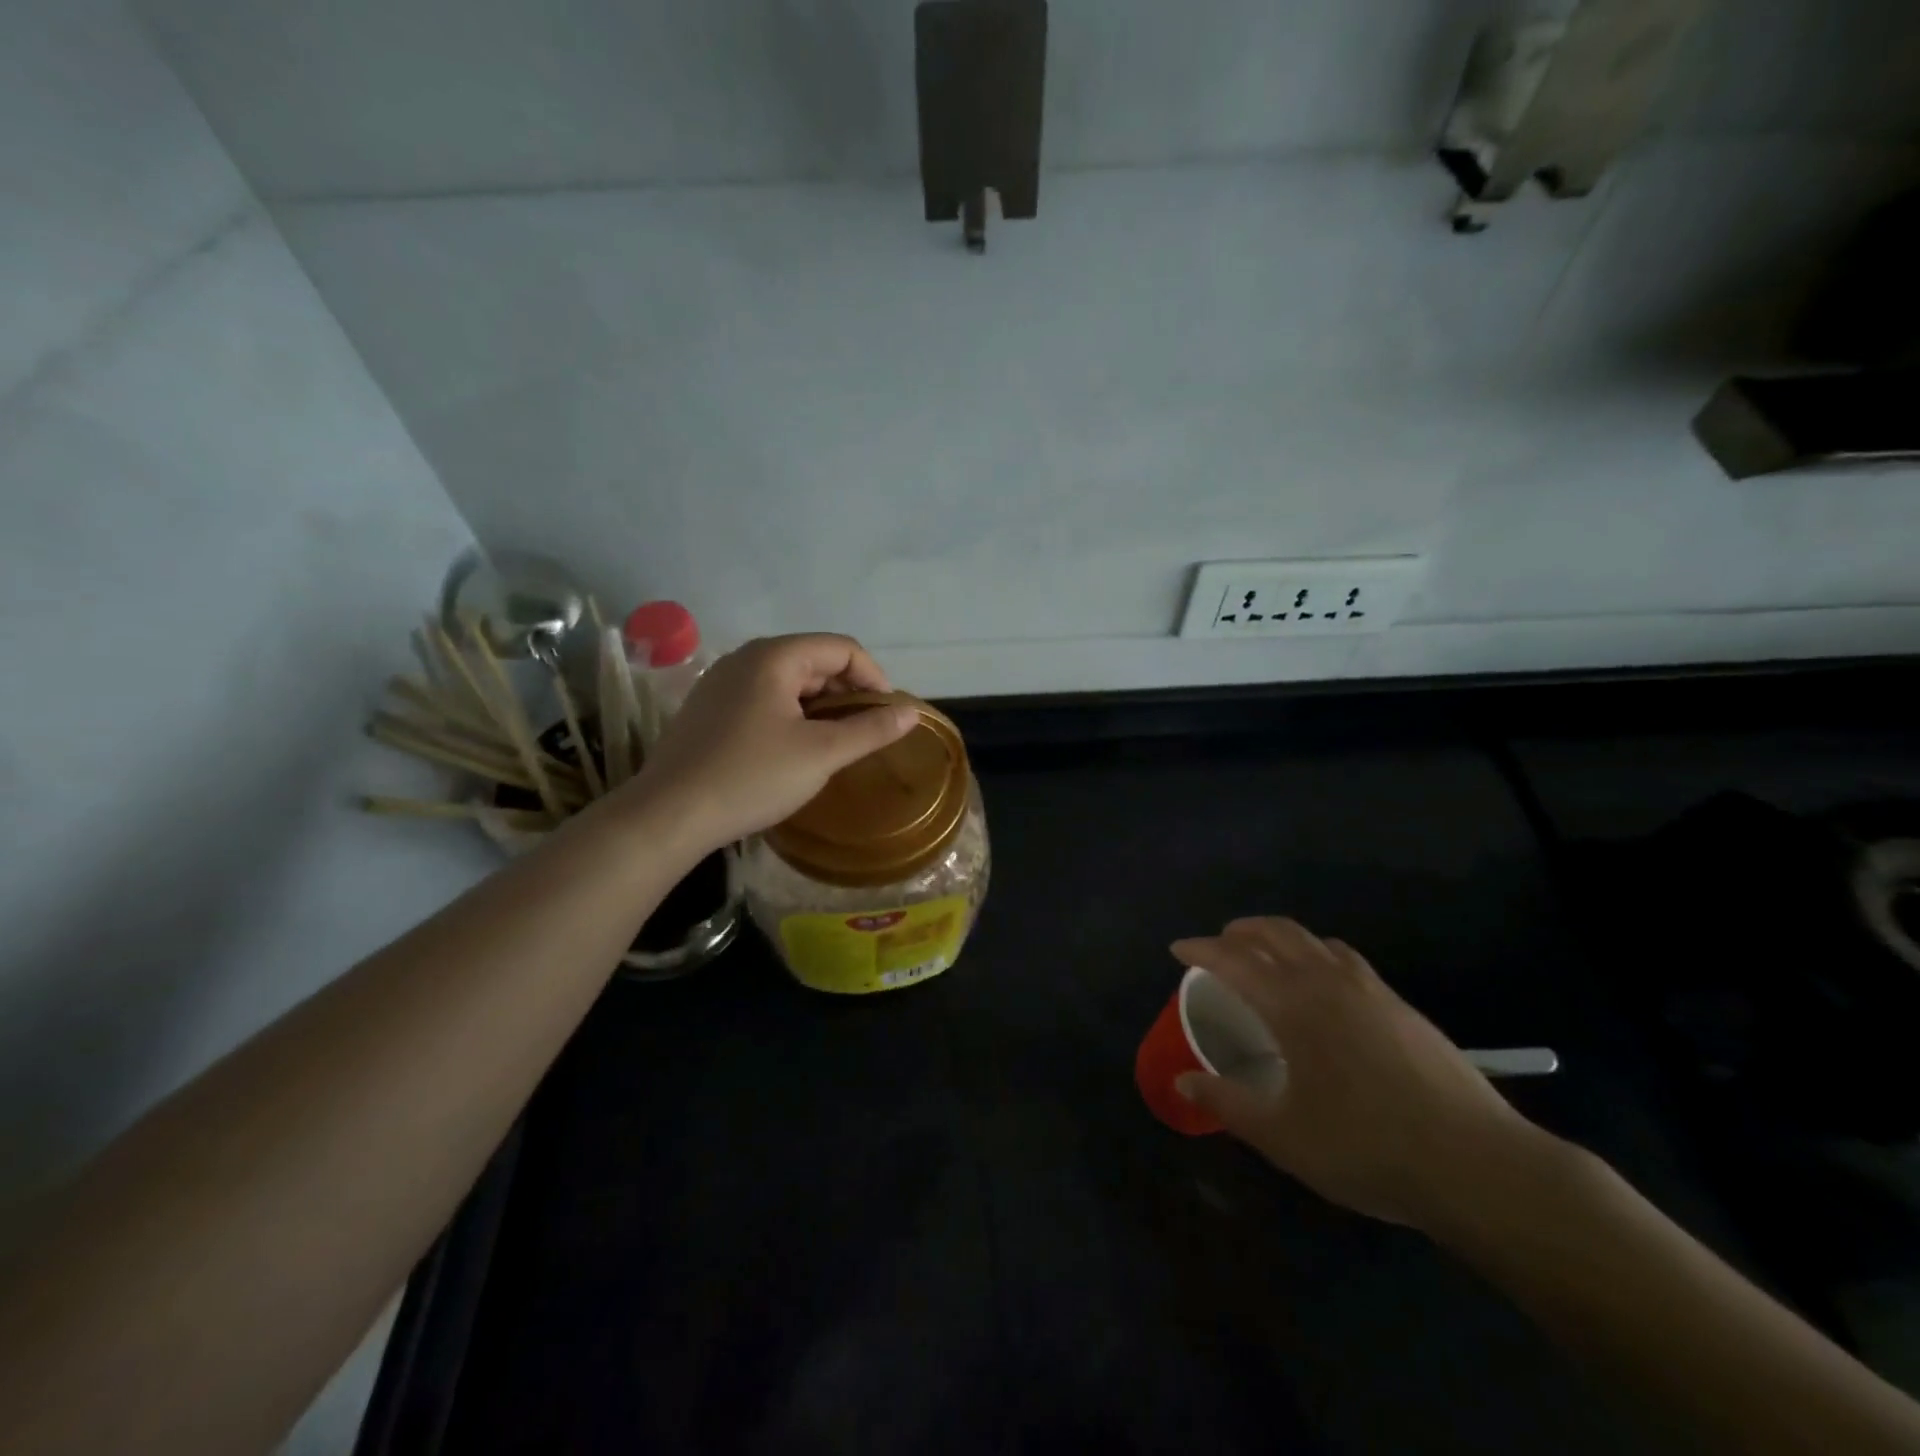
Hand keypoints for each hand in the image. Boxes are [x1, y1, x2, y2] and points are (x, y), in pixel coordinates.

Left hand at [629, 634, 918, 851]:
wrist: (669, 815)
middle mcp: (745, 658)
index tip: (889, 716)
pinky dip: (792, 715)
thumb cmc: (752, 776)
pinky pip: (764, 699)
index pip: (842, 648)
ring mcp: (721, 682)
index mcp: (774, 657)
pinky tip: (794, 750)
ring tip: (835, 745)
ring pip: (789, 682)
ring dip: (821, 707)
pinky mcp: (709, 709)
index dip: (874, 678)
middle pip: (814, 661)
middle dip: (847, 693)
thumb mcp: (822, 754)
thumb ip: (871, 729)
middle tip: (865, 733)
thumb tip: (912, 713)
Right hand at [1172, 917, 1549, 1232]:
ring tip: (1266, 956)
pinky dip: (1316, 954)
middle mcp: (1327, 981)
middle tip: (1219, 943)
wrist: (1477, 1165)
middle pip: (1276, 933)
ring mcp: (1370, 989)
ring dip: (1280, 937)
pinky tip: (1323, 986)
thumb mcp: (1283, 1136)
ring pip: (1314, 940)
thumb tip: (1182, 1081)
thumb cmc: (1366, 1148)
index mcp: (1292, 1004)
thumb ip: (1227, 1103)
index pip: (1234, 960)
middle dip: (1240, 930)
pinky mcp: (1401, 1006)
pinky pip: (1345, 958)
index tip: (1178, 949)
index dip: (1201, 949)